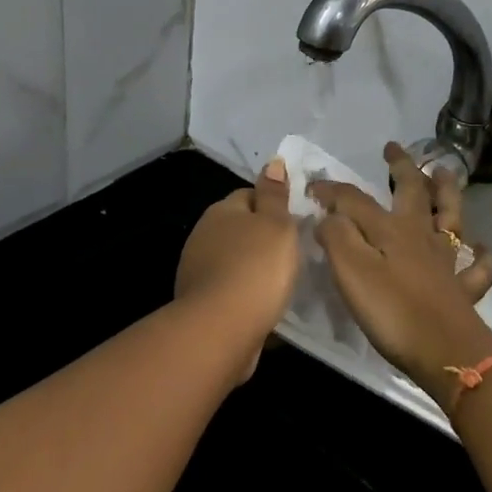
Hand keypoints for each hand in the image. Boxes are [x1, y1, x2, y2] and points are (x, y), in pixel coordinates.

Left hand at [175, 160, 298, 380]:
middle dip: (261, 237)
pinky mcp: (199, 302)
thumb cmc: (256, 268)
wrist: (220, 329)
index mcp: (222, 210)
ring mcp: (197, 269)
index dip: (272, 205)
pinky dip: (243, 293)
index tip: (294, 222)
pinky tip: (262, 305)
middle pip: (239, 227)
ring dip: (251, 267)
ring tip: (279, 282)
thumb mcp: (277, 224)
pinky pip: (228, 288)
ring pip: (233, 259)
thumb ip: (275, 194)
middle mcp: (203, 234)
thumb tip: (272, 162)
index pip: (249, 195)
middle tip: (291, 252)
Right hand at [310, 143, 491, 405]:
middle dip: (401, 167)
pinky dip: (481, 255)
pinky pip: (476, 268)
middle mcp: (420, 235)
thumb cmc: (392, 310)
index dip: (333, 190)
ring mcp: (446, 261)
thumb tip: (327, 214)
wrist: (445, 352)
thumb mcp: (351, 270)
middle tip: (393, 148)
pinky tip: (482, 247)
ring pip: (449, 216)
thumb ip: (337, 236)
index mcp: (391, 228)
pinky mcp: (462, 290)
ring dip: (446, 192)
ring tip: (443, 173)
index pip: (356, 199)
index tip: (313, 186)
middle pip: (412, 191)